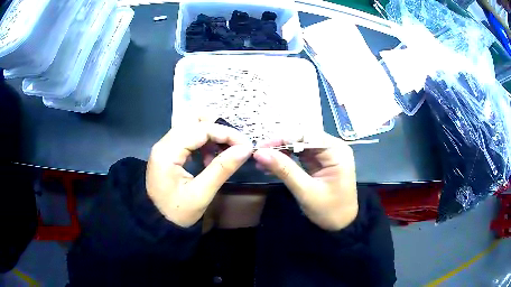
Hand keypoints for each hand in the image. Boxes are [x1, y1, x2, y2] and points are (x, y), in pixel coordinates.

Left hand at [146, 122, 252, 226]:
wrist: (156, 223)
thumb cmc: (177, 213)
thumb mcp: (201, 194)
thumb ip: (222, 169)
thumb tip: (245, 149)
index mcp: (168, 152)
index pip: (200, 129)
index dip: (226, 133)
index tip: (246, 144)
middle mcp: (163, 143)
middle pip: (193, 120)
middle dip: (217, 129)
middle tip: (234, 144)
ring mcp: (164, 146)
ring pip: (190, 126)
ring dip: (210, 134)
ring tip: (223, 153)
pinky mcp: (167, 152)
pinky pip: (187, 137)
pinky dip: (202, 142)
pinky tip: (209, 158)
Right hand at [253, 133, 357, 230]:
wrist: (341, 224)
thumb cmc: (329, 210)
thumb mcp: (305, 191)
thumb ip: (284, 170)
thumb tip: (259, 153)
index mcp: (336, 151)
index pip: (306, 135)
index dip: (282, 139)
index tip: (261, 148)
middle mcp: (333, 147)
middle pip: (303, 137)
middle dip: (279, 145)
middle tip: (259, 155)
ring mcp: (327, 154)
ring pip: (299, 145)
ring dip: (280, 152)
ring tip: (261, 162)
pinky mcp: (320, 161)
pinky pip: (300, 154)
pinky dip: (286, 159)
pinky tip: (272, 165)